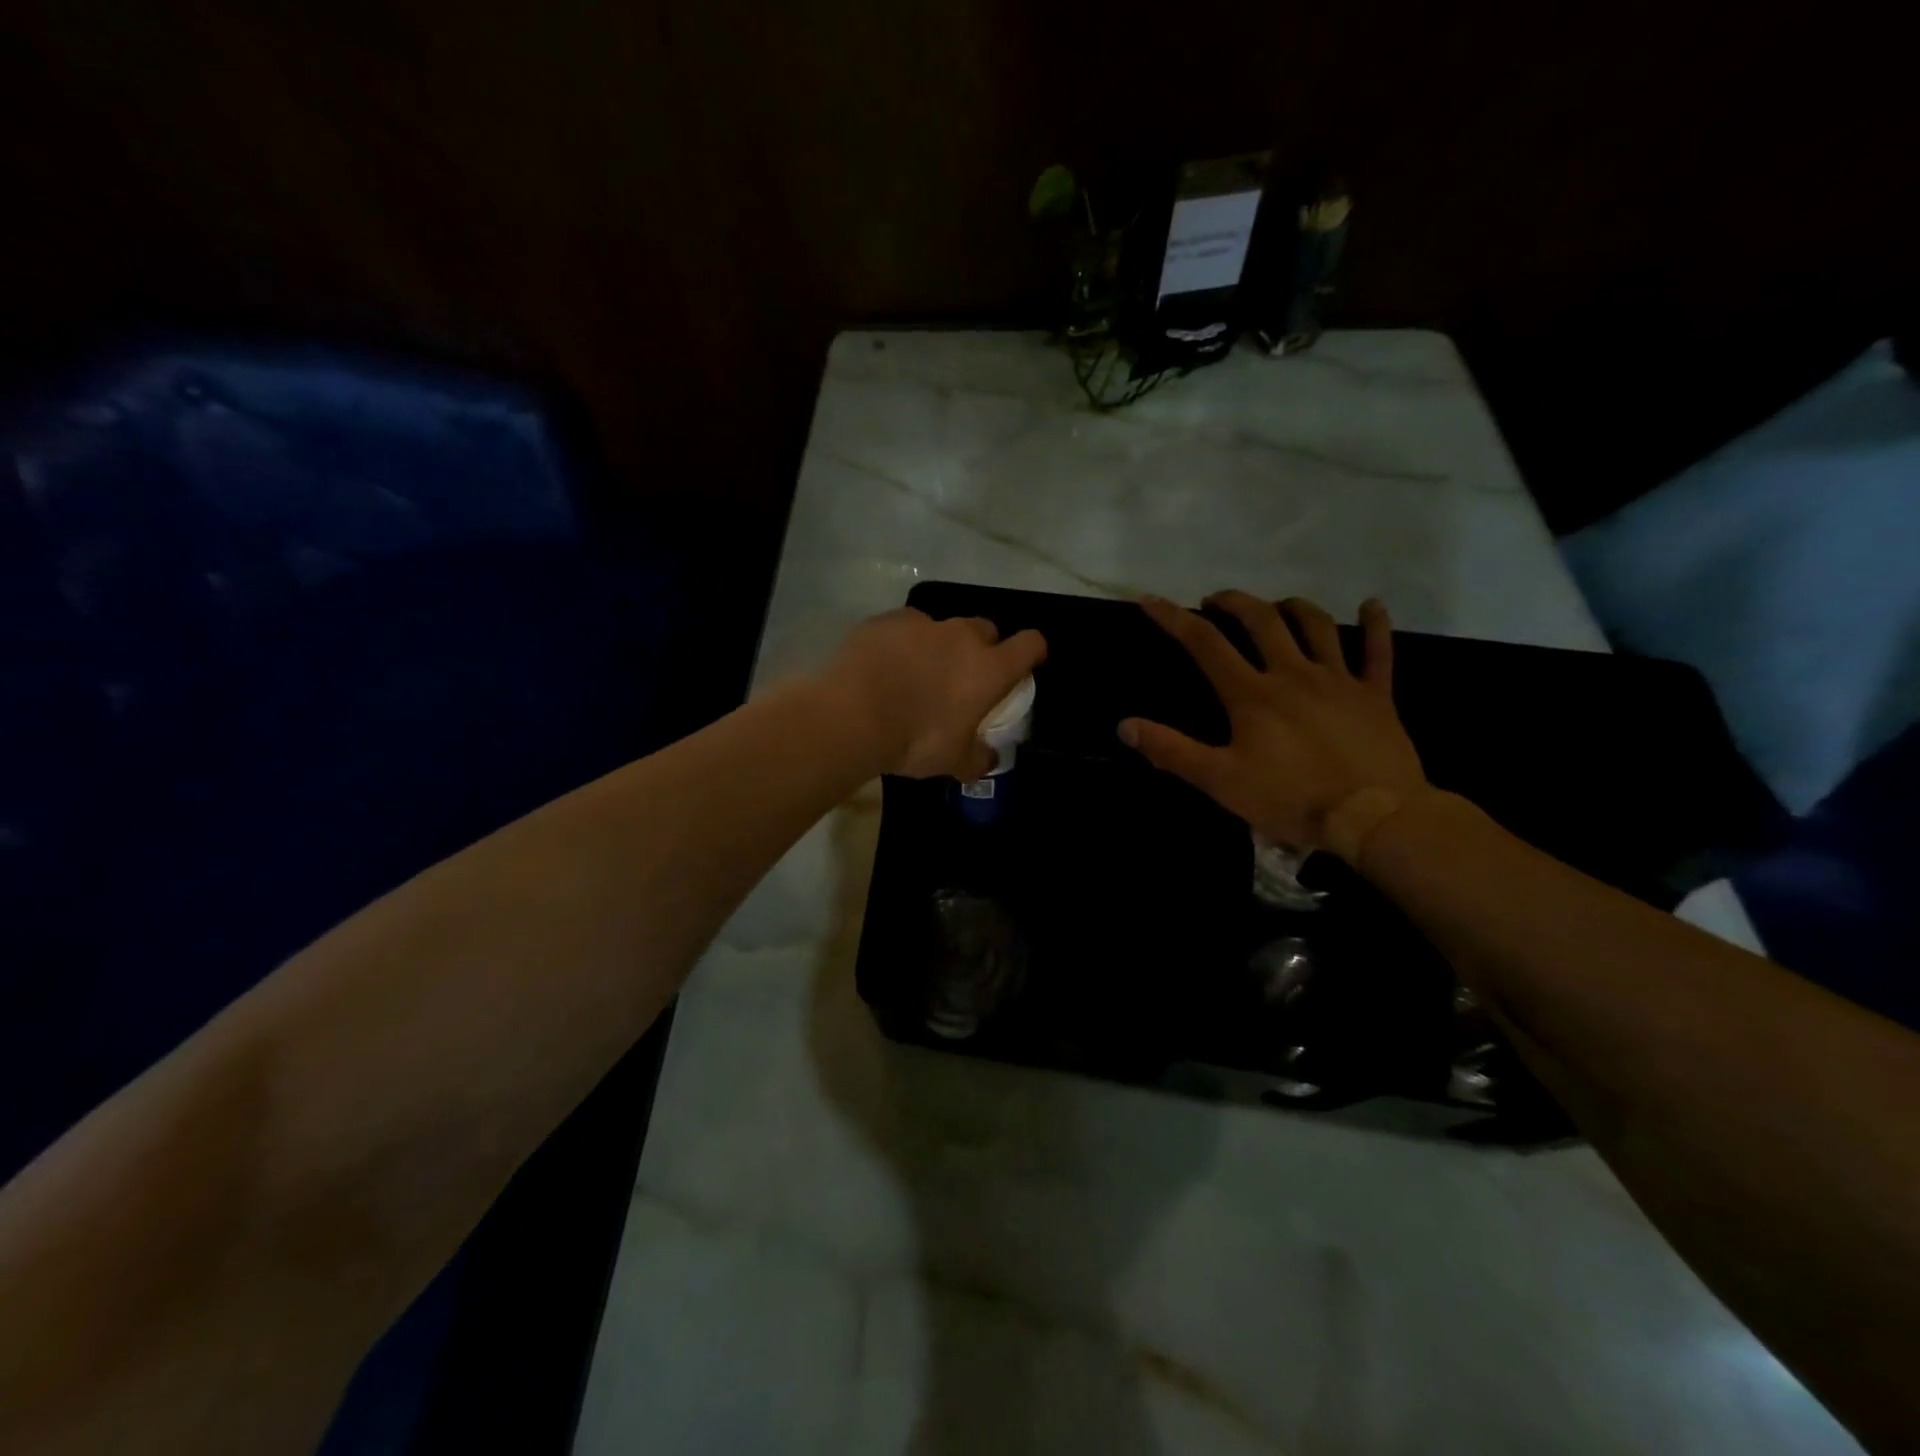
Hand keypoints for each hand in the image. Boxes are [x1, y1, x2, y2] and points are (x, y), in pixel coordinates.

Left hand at [824, 608, 1047, 779]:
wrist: (852, 716)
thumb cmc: (915, 740)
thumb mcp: (953, 761)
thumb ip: (977, 758)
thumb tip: (989, 759)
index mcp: (989, 669)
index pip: (1029, 645)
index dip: (1031, 652)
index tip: (1025, 665)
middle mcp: (962, 637)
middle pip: (986, 629)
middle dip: (982, 647)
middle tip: (964, 675)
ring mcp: (923, 623)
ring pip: (943, 626)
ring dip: (939, 645)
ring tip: (917, 671)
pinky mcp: (887, 620)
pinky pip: (905, 626)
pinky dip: (902, 642)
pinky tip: (885, 664)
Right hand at [1119, 592, 1426, 854]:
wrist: (1372, 816)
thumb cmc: (1291, 799)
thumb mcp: (1220, 781)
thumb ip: (1172, 750)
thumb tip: (1124, 725)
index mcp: (1252, 694)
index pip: (1205, 644)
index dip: (1174, 618)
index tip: (1151, 599)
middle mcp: (1293, 673)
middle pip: (1260, 621)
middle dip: (1234, 603)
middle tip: (1216, 600)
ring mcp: (1338, 680)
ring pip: (1315, 626)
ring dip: (1292, 607)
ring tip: (1277, 604)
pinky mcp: (1375, 695)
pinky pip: (1378, 651)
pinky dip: (1376, 625)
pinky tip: (1371, 605)